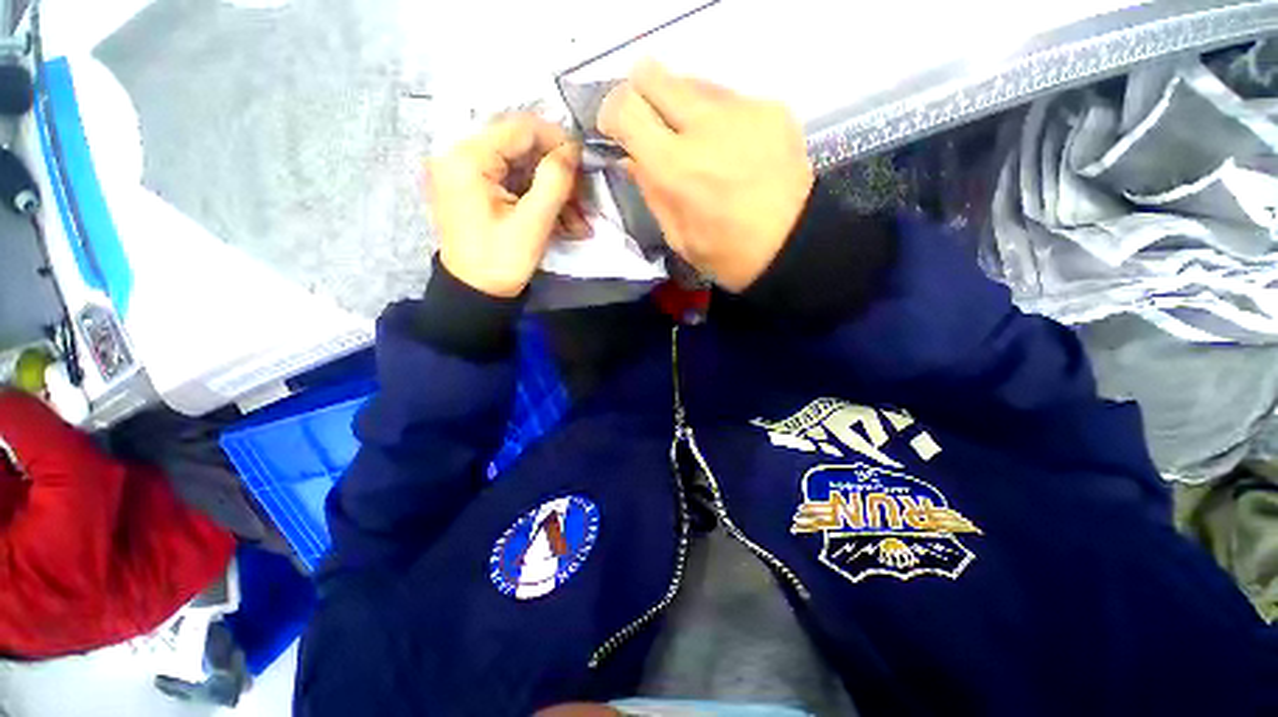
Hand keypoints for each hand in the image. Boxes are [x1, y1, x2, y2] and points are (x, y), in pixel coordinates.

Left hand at [426, 114, 588, 297]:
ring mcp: (467, 173)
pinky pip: (514, 183)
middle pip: (521, 148)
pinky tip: (563, 221)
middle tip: (583, 198)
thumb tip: (572, 148)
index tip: (584, 162)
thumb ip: (554, 180)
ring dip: (553, 191)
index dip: (557, 139)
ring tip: (578, 220)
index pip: (520, 128)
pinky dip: (539, 199)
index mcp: (468, 159)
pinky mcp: (475, 189)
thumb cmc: (501, 261)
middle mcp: (461, 156)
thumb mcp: (533, 223)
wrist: (475, 294)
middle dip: (557, 172)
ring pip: (522, 168)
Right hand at [597, 61, 814, 291]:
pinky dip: (719, 117)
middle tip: (652, 125)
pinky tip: (731, 147)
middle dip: (642, 95)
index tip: (618, 131)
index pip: (625, 106)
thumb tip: (631, 157)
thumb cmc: (727, 254)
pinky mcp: (770, 108)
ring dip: (682, 106)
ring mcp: (741, 110)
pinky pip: (728, 98)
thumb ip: (650, 190)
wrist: (792, 247)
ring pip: (692, 83)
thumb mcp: (677, 236)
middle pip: (654, 75)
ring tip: (698, 142)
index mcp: (674, 166)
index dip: (613, 113)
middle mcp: (704, 126)